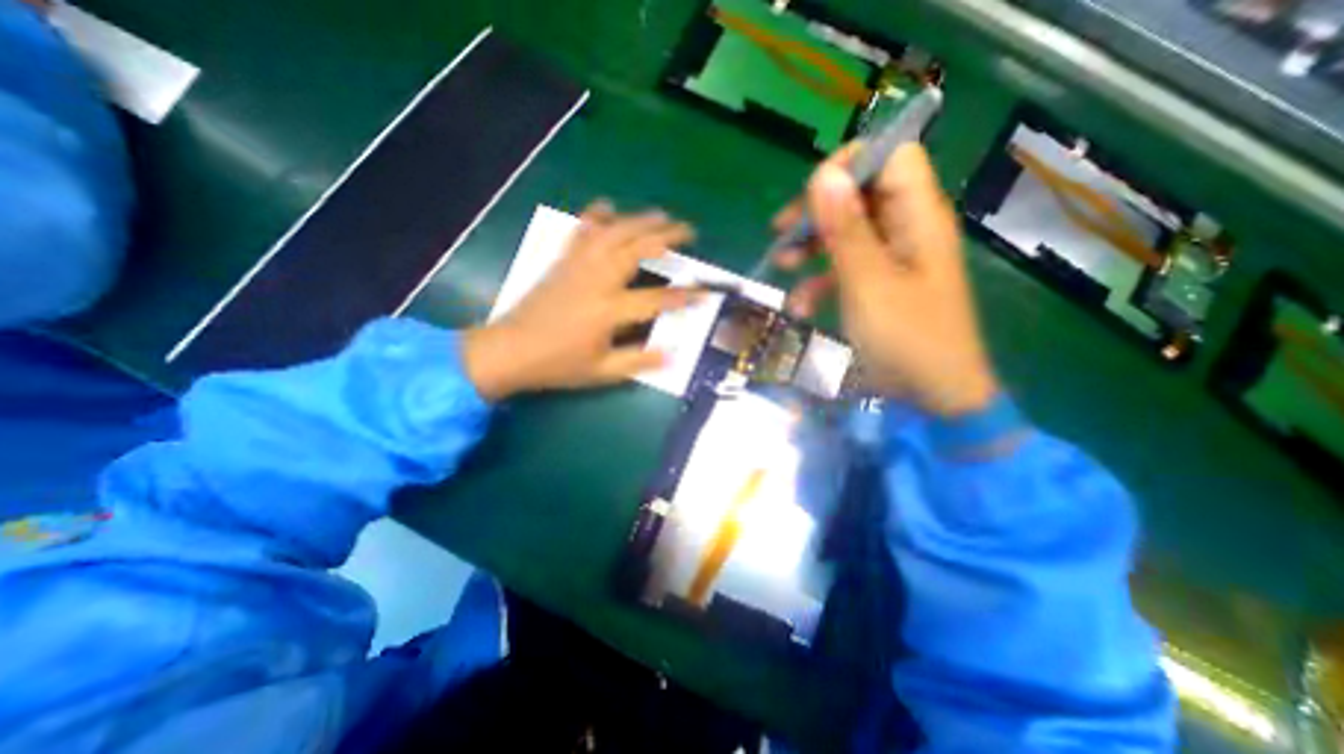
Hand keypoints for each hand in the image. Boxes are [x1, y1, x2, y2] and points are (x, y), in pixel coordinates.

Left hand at [464, 200, 697, 399]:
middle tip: (688, 230)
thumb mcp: (601, 373)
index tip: (705, 291)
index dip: (683, 296)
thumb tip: (672, 355)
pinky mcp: (562, 263)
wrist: (508, 351)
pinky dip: (595, 217)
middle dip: (665, 236)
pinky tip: (606, 207)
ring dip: (638, 220)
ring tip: (660, 214)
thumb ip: (638, 362)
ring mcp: (577, 267)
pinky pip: (580, 233)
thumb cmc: (556, 365)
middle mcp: (596, 281)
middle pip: (635, 249)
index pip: (655, 300)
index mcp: (608, 311)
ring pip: (612, 234)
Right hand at [772, 141, 1000, 416]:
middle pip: (860, 194)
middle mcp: (906, 229)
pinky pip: (846, 267)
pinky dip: (820, 279)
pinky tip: (801, 305)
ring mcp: (892, 258)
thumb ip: (846, 230)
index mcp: (917, 217)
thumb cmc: (906, 338)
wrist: (933, 394)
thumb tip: (823, 175)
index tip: (810, 195)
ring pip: (846, 231)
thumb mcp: (868, 283)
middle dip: (817, 211)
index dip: (850, 164)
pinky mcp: (879, 284)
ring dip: (812, 246)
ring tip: (781, 266)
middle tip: (782, 232)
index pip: (890, 156)